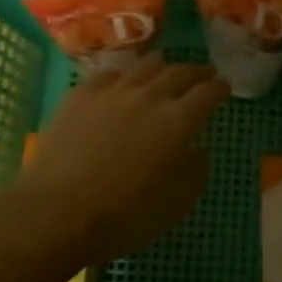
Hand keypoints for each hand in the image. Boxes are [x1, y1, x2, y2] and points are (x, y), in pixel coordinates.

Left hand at [13, 56, 228, 268]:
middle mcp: (149, 96)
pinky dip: (125, 74)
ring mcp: (112, 91)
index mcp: (178, 121)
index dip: (219, 88)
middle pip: (179, 72)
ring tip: (166, 69)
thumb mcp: (175, 205)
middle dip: (196, 71)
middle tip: (203, 74)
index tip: (224, 86)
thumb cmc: (123, 216)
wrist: (56, 211)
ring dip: (163, 66)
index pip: (208, 93)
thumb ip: (195, 172)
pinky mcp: (81, 94)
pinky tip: (122, 81)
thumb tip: (198, 150)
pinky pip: (110, 73)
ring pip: (145, 65)